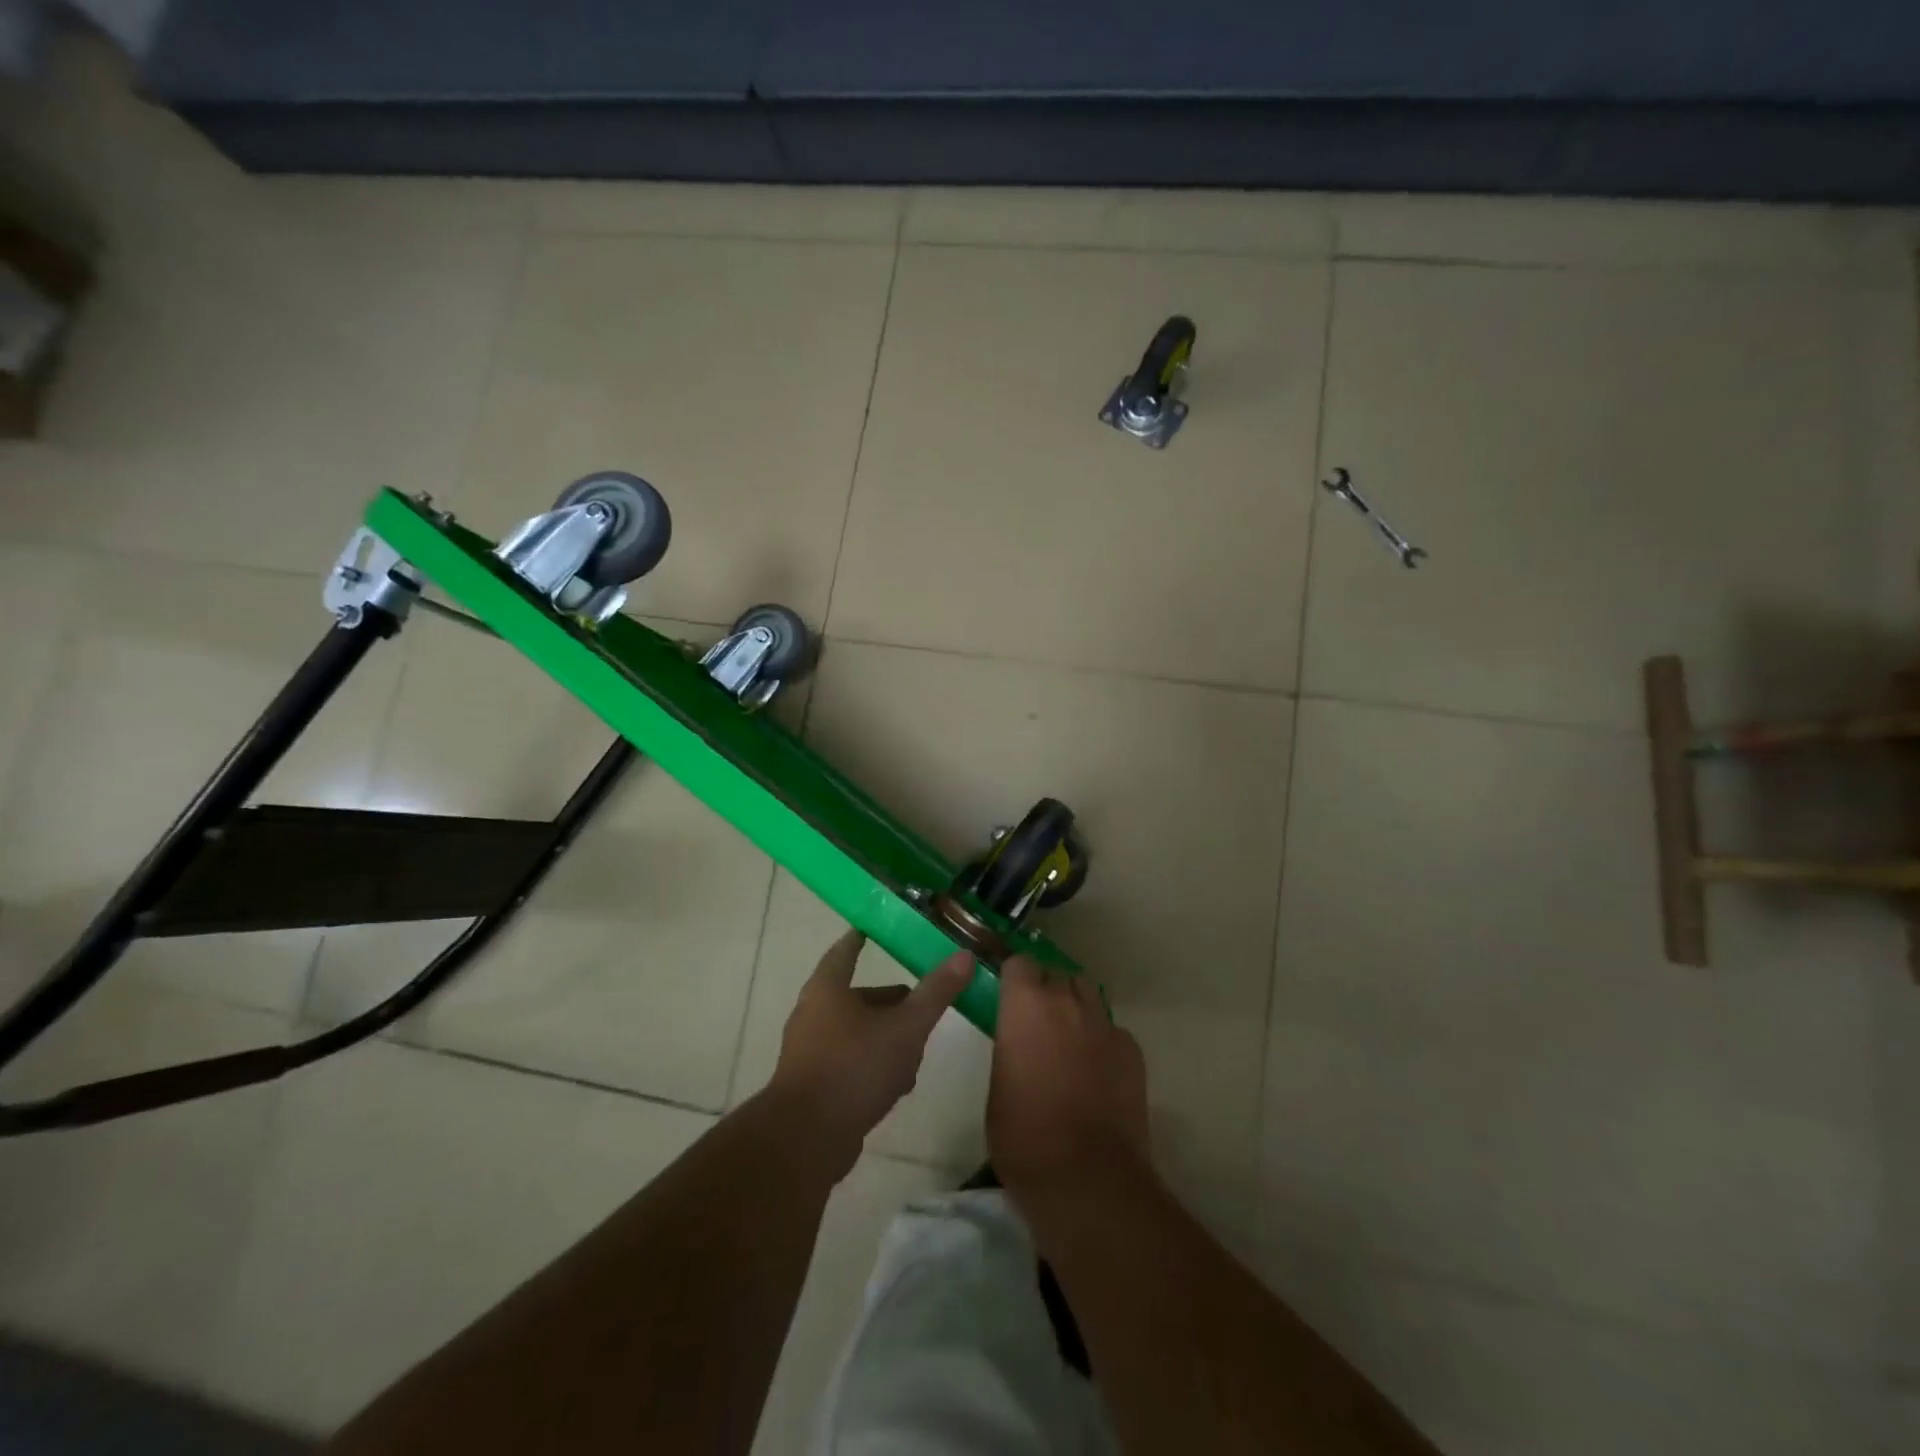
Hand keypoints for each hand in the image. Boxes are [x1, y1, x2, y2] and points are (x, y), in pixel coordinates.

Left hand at [769, 929, 973, 1173]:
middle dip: (890, 1001)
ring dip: (886, 1038)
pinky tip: (897, 1086)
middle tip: (920, 1003)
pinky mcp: (813, 1085)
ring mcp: (809, 1051)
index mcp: (828, 989)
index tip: (872, 930)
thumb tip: (964, 955)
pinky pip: (849, 1063)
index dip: (860, 939)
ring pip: (856, 1032)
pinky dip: (872, 1065)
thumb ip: (935, 993)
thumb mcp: (906, 1028)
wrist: (806, 1139)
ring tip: (917, 1052)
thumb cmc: (855, 1068)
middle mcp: (813, 1013)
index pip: (845, 951)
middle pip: (856, 996)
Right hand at [987, 956, 1148, 1198]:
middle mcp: (1067, 1002)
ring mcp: (1105, 1024)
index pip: (1020, 963)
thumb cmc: (1024, 1135)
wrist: (1087, 1176)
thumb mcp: (997, 1086)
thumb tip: (1020, 1045)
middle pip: (1057, 975)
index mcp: (1025, 1005)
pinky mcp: (1132, 1050)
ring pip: (1088, 995)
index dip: (1014, 978)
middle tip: (1037, 1024)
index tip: (1009, 996)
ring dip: (1075, 1008)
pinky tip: (1097, 1071)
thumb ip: (1010, 1049)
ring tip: (1069, 1041)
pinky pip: (1112, 1029)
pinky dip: (1102, 1040)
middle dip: (1046, 991)